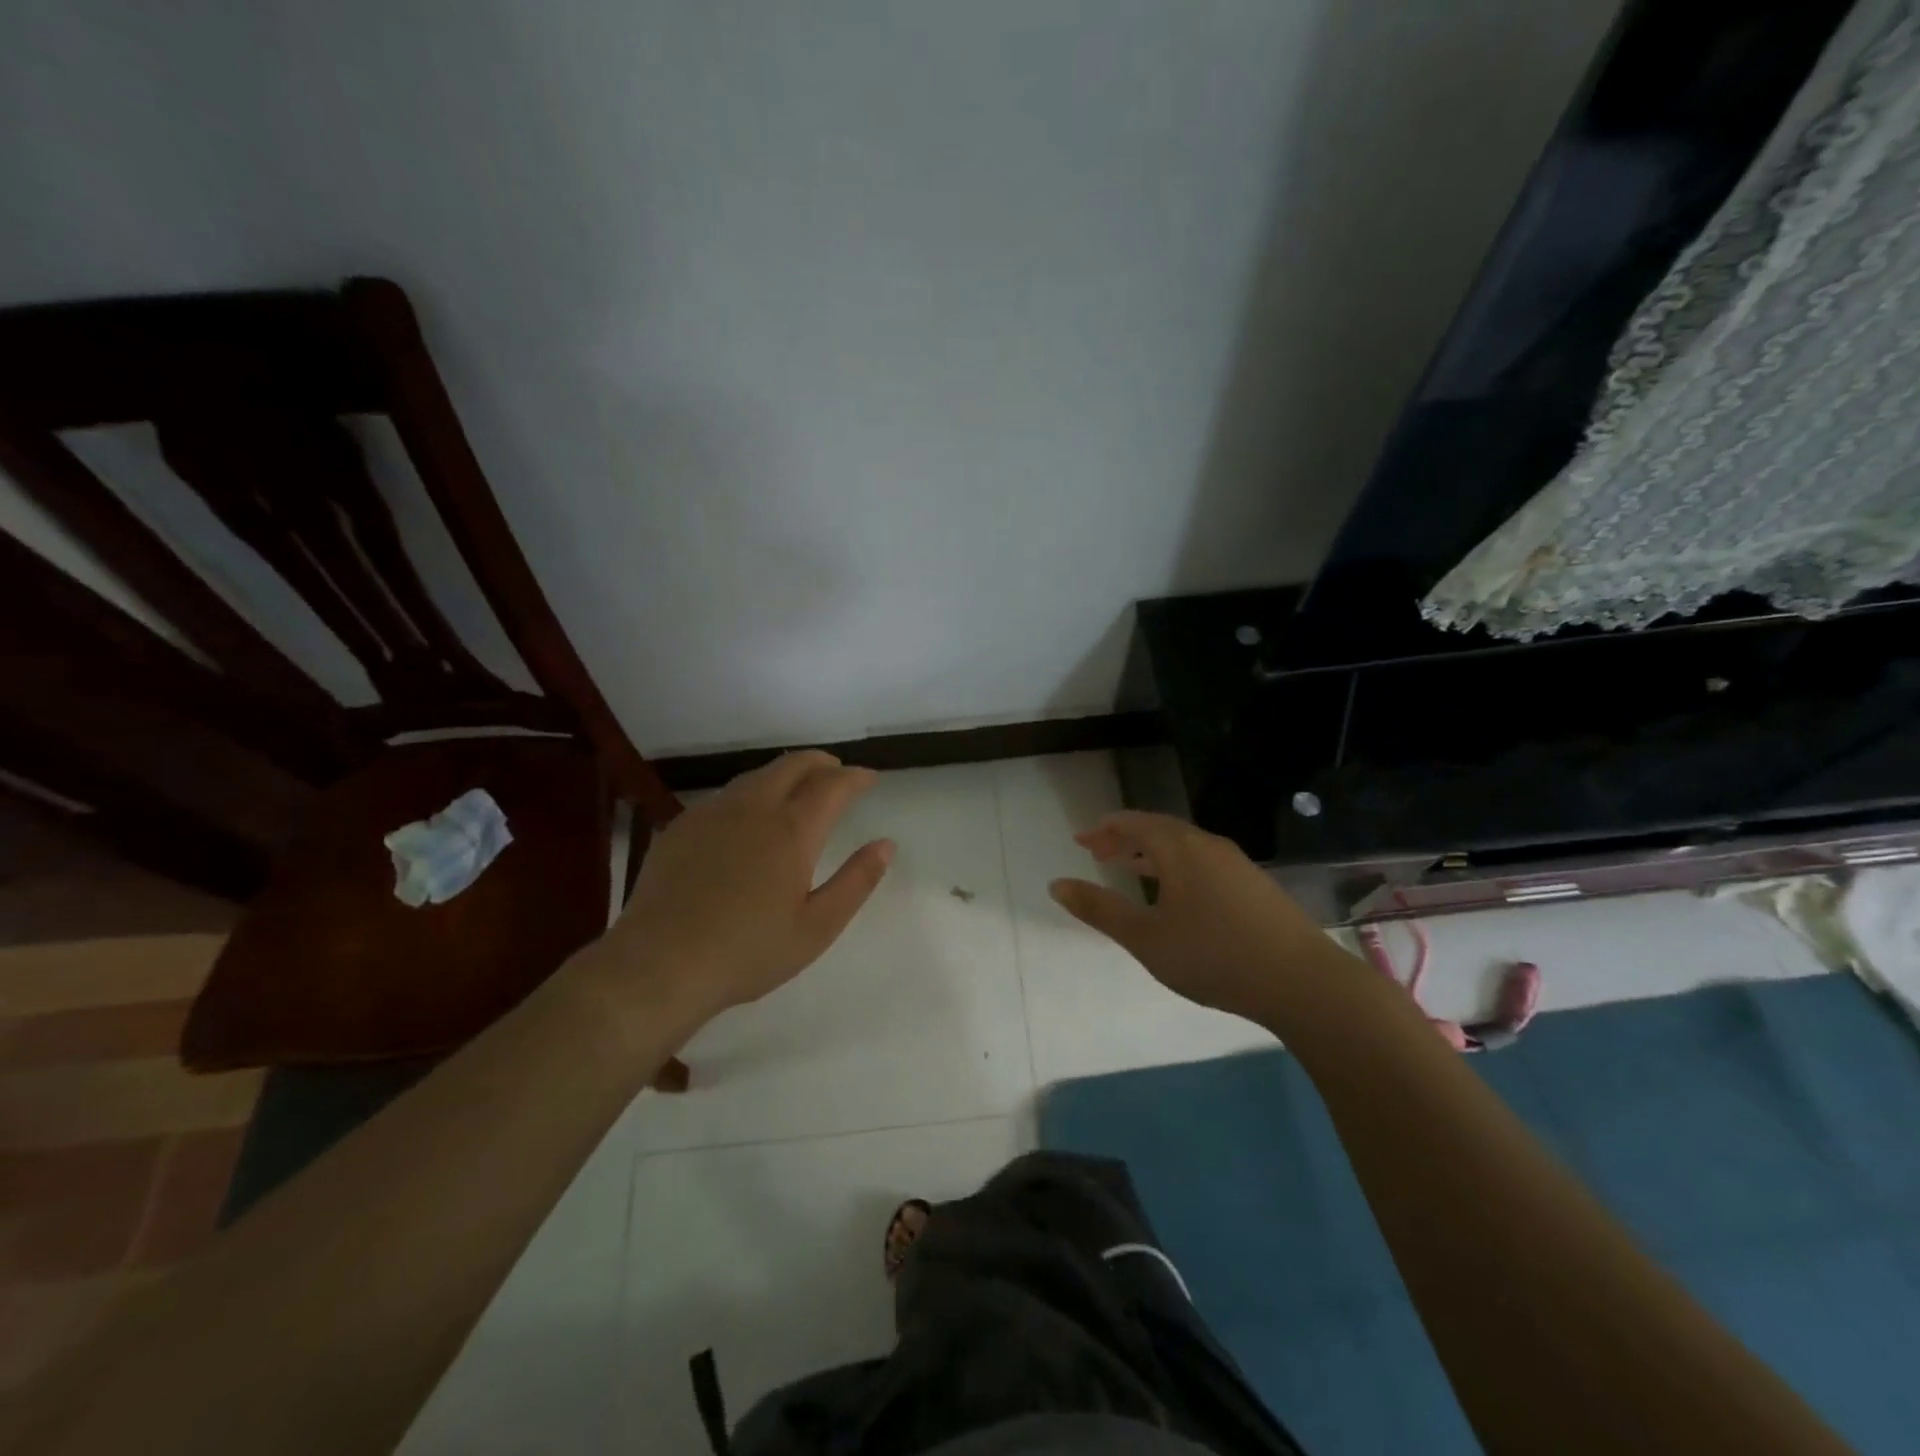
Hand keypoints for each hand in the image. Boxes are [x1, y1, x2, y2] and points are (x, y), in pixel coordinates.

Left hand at [610, 751, 893, 1021]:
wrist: (659, 964)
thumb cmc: (748, 951)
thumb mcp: (817, 927)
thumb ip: (857, 881)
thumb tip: (886, 845)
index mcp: (792, 830)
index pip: (833, 784)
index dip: (855, 776)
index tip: (870, 778)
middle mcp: (753, 808)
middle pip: (793, 765)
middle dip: (822, 763)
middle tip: (838, 774)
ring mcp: (713, 813)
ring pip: (757, 776)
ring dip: (786, 774)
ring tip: (798, 790)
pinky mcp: (683, 826)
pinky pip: (727, 795)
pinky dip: (752, 793)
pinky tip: (748, 818)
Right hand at [1049, 811, 1325, 1023]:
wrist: (1303, 982)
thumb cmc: (1213, 956)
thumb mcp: (1145, 938)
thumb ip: (1100, 909)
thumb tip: (1057, 884)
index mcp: (1179, 849)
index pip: (1133, 823)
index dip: (1103, 830)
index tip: (1080, 841)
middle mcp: (1208, 845)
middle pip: (1158, 829)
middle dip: (1125, 838)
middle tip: (1098, 853)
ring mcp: (1237, 864)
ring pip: (1183, 846)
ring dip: (1151, 853)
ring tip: (1130, 868)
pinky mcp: (1255, 886)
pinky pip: (1203, 862)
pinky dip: (1176, 866)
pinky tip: (1177, 895)